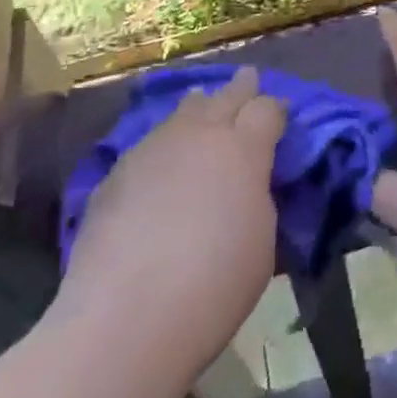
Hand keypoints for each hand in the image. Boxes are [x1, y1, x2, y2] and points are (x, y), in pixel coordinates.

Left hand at [49, 67, 285, 373]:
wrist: (126, 318)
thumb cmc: (215, 284)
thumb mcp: (261, 238)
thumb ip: (257, 195)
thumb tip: (247, 180)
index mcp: (244, 148)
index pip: (268, 108)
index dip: (276, 108)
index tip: (280, 113)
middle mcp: (199, 134)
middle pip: (225, 95)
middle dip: (240, 88)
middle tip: (248, 79)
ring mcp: (153, 148)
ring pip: (181, 112)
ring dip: (198, 109)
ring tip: (201, 108)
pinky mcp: (116, 172)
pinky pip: (149, 144)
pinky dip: (164, 146)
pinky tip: (161, 164)